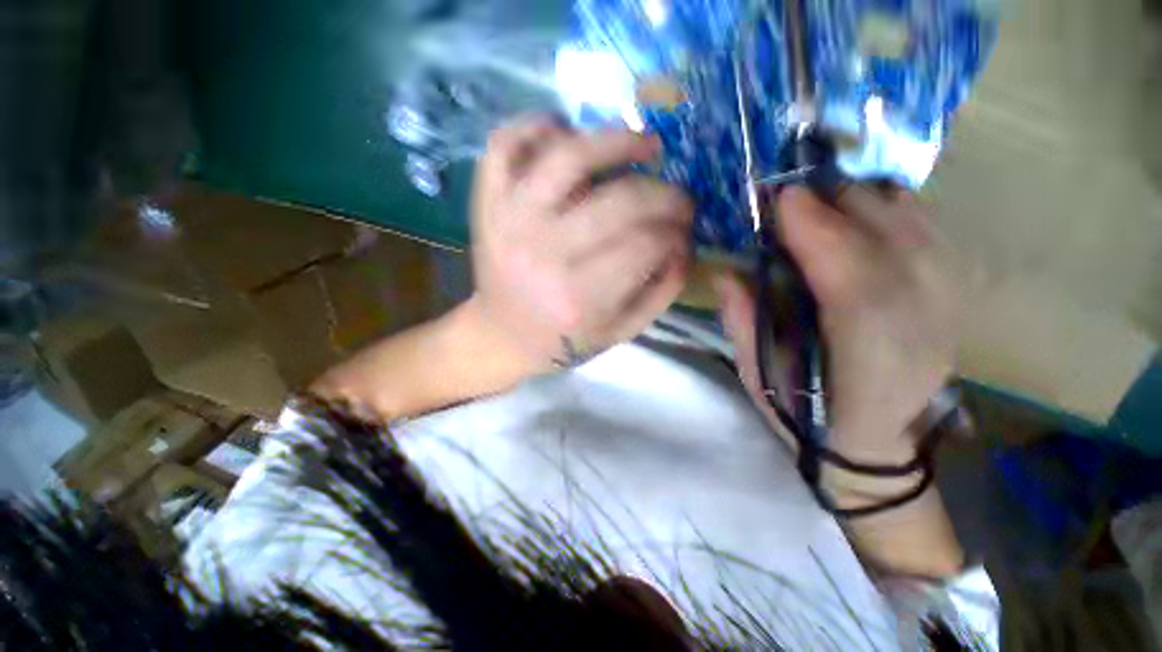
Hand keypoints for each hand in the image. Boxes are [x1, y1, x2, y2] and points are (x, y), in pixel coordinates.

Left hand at [469, 116, 693, 373]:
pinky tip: (568, 134)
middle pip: (621, 200)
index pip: (646, 244)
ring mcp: (510, 220)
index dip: (676, 232)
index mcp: (579, 297)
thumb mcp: (620, 331)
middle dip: (667, 195)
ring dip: (617, 139)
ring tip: (645, 146)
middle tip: (679, 200)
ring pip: (568, 155)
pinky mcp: (487, 203)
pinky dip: (538, 126)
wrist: (501, 336)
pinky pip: (505, 144)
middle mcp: (545, 252)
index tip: (684, 231)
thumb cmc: (562, 340)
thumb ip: (661, 292)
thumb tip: (686, 245)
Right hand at [716, 186, 960, 466]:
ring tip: (819, 195)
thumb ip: (743, 324)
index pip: (854, 287)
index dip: (820, 234)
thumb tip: (726, 272)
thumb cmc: (804, 413)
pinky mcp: (952, 297)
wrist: (871, 441)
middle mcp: (919, 332)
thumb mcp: (758, 377)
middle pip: (894, 246)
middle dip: (839, 204)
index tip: (782, 200)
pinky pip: (928, 233)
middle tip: (790, 192)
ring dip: (865, 200)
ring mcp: (946, 311)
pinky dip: (892, 208)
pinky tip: (858, 206)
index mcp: (864, 365)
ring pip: (918, 230)